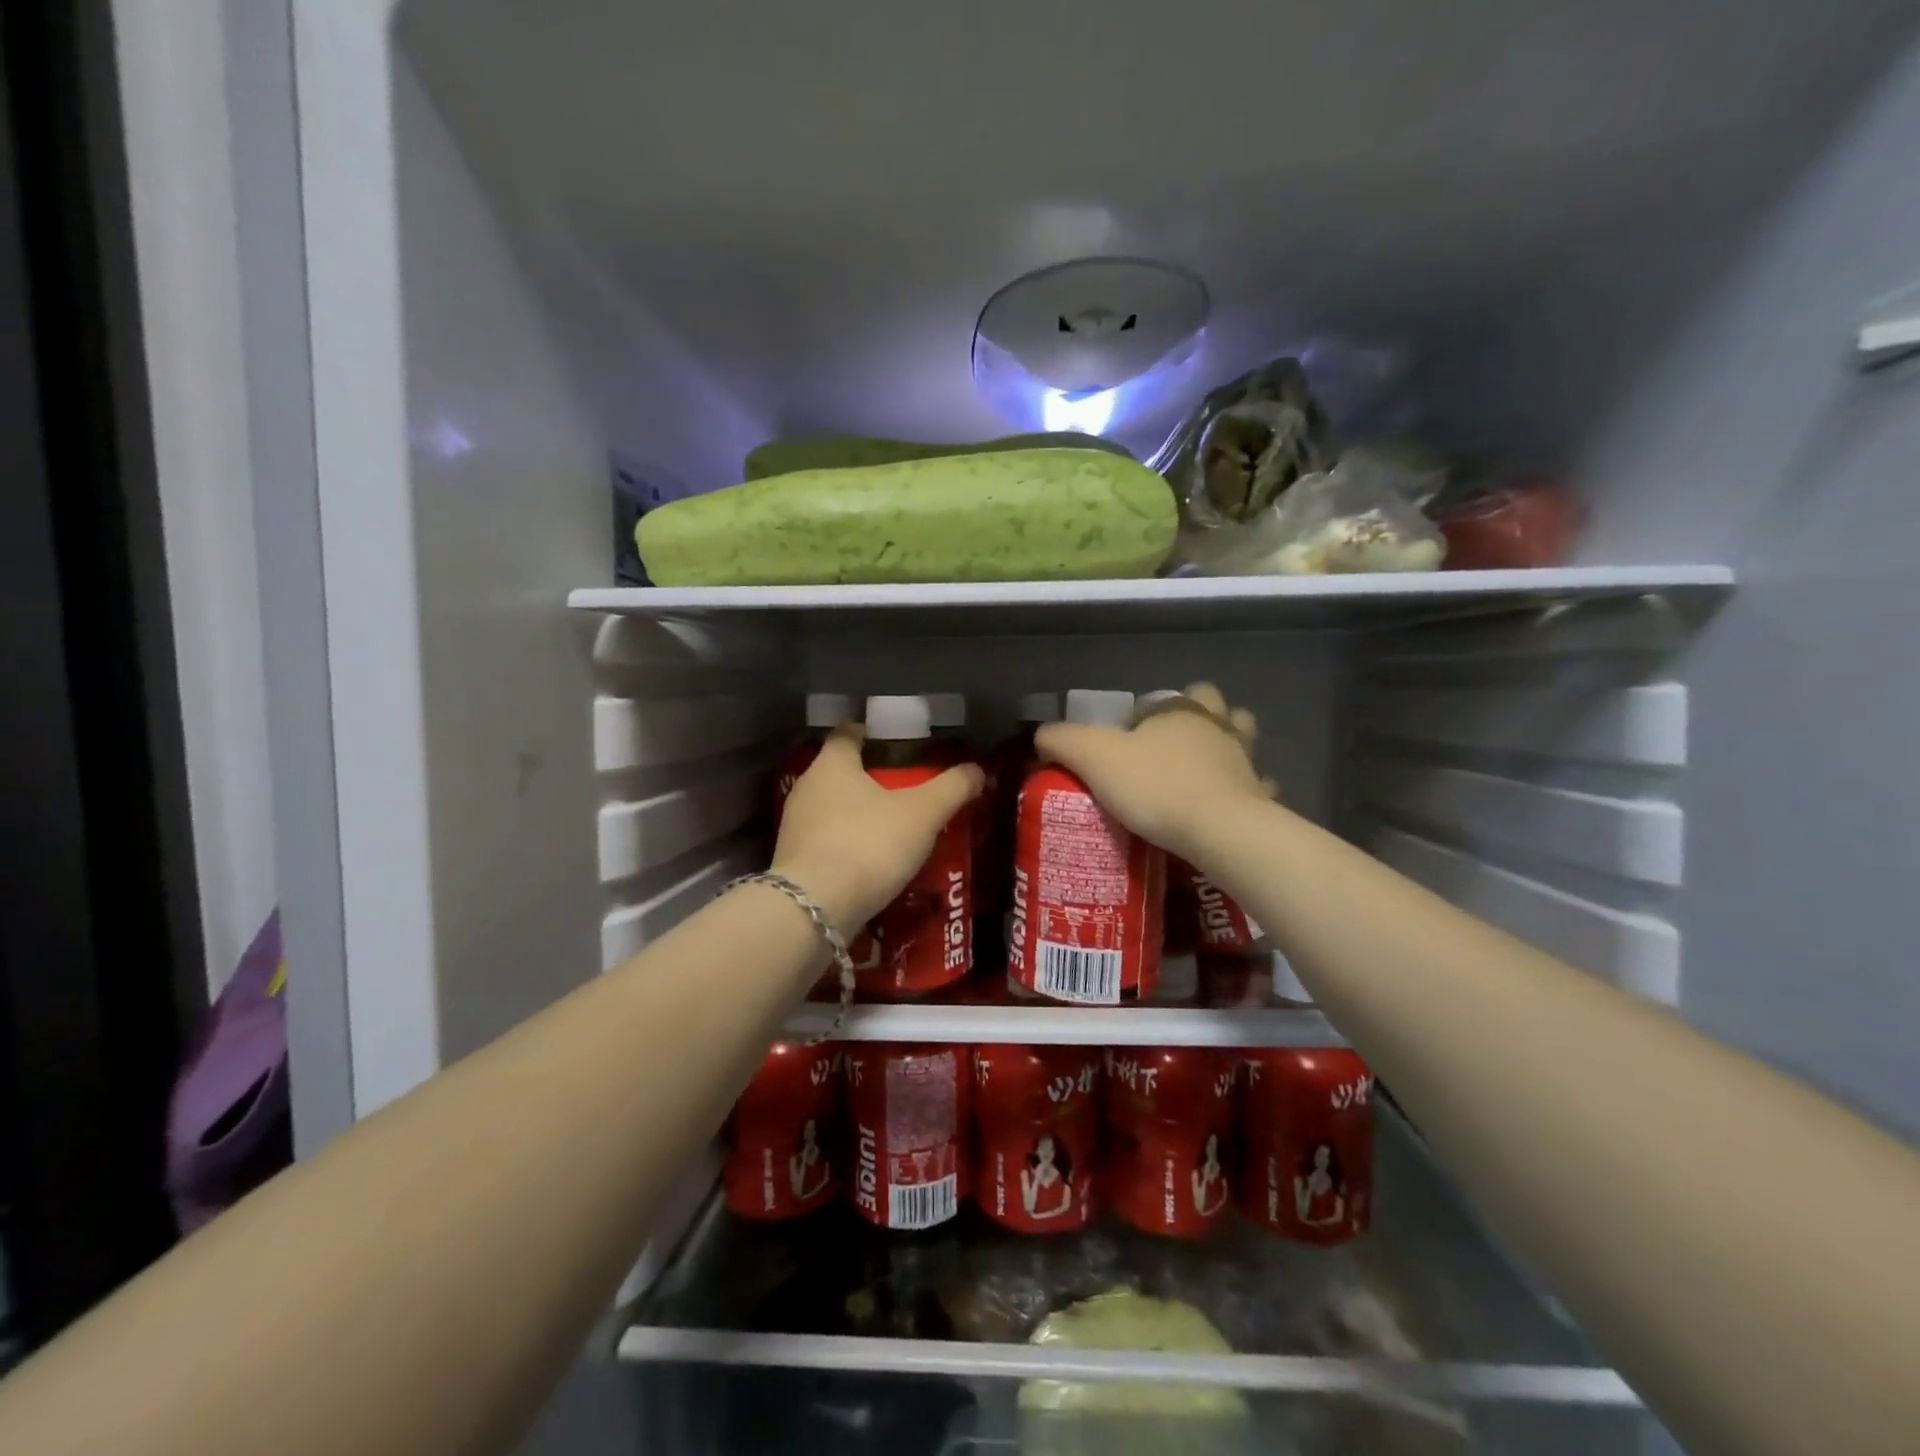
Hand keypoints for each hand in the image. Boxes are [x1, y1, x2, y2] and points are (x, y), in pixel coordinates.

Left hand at [772, 726, 983, 934]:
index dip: (872, 734)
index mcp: (832, 763)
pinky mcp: (792, 862)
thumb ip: (952, 788)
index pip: (848, 733)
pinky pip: (825, 842)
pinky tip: (871, 862)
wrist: (814, 910)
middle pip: (840, 772)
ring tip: (894, 829)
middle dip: (871, 779)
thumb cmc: (868, 844)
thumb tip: (978, 769)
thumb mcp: (922, 814)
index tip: (899, 744)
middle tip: (907, 790)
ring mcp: (793, 826)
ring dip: (859, 815)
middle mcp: (806, 787)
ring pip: (832, 809)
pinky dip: (847, 845)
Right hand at [1034, 683, 1266, 860]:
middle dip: (1202, 718)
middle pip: (1219, 708)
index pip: (1173, 695)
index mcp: (1182, 712)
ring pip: (1244, 741)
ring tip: (1203, 771)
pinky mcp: (1260, 799)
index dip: (1152, 711)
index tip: (1133, 736)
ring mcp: (1245, 763)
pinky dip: (1246, 793)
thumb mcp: (1092, 757)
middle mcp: (1218, 728)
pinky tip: (1227, 807)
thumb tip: (1042, 735)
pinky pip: (1257, 788)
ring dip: (1228, 749)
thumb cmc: (1155, 785)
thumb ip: (1062, 740)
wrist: (1218, 830)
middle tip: (1172, 747)